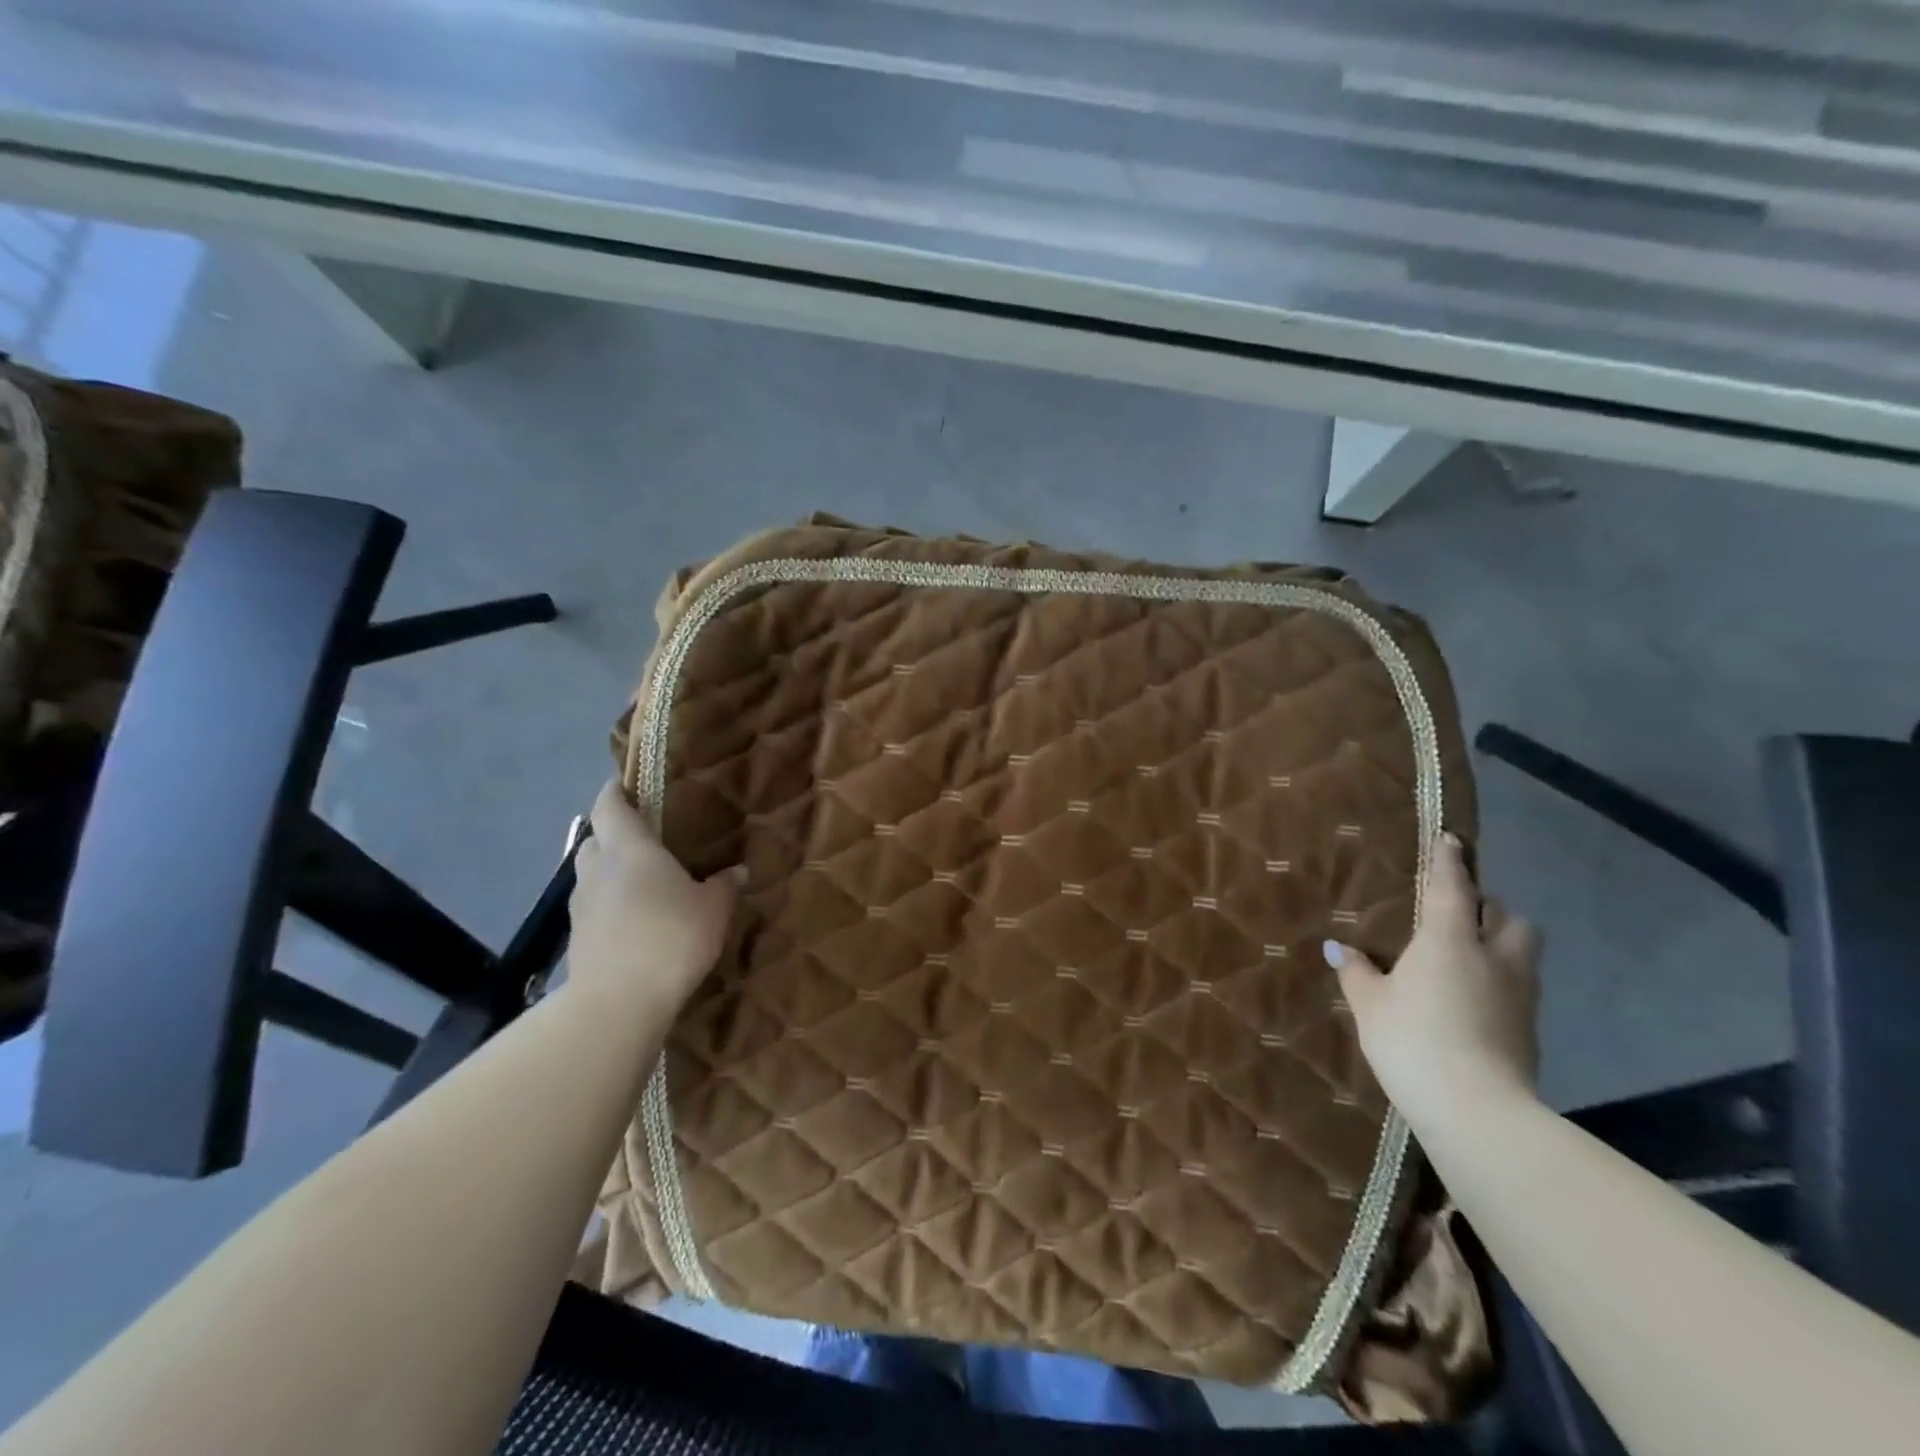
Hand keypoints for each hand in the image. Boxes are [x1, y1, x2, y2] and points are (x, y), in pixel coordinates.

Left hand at [565, 780, 737, 1011]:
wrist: (618, 1002)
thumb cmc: (670, 938)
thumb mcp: (713, 909)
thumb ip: (724, 886)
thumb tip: (737, 871)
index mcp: (630, 850)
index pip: (610, 806)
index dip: (615, 791)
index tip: (625, 783)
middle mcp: (598, 870)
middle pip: (595, 839)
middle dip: (612, 834)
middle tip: (642, 839)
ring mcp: (581, 907)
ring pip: (590, 875)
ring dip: (608, 872)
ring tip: (639, 884)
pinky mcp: (577, 940)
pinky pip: (592, 909)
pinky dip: (607, 906)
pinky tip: (632, 922)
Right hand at [1326, 833, 1542, 1123]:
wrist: (1478, 1111)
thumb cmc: (1413, 1041)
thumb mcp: (1371, 1005)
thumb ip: (1357, 972)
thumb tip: (1338, 948)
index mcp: (1449, 940)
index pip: (1452, 886)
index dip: (1449, 860)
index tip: (1449, 839)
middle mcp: (1493, 957)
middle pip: (1508, 916)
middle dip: (1488, 906)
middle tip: (1460, 912)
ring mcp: (1519, 995)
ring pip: (1523, 950)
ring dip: (1501, 941)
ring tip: (1470, 954)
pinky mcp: (1530, 1029)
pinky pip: (1520, 986)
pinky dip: (1501, 980)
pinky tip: (1475, 999)